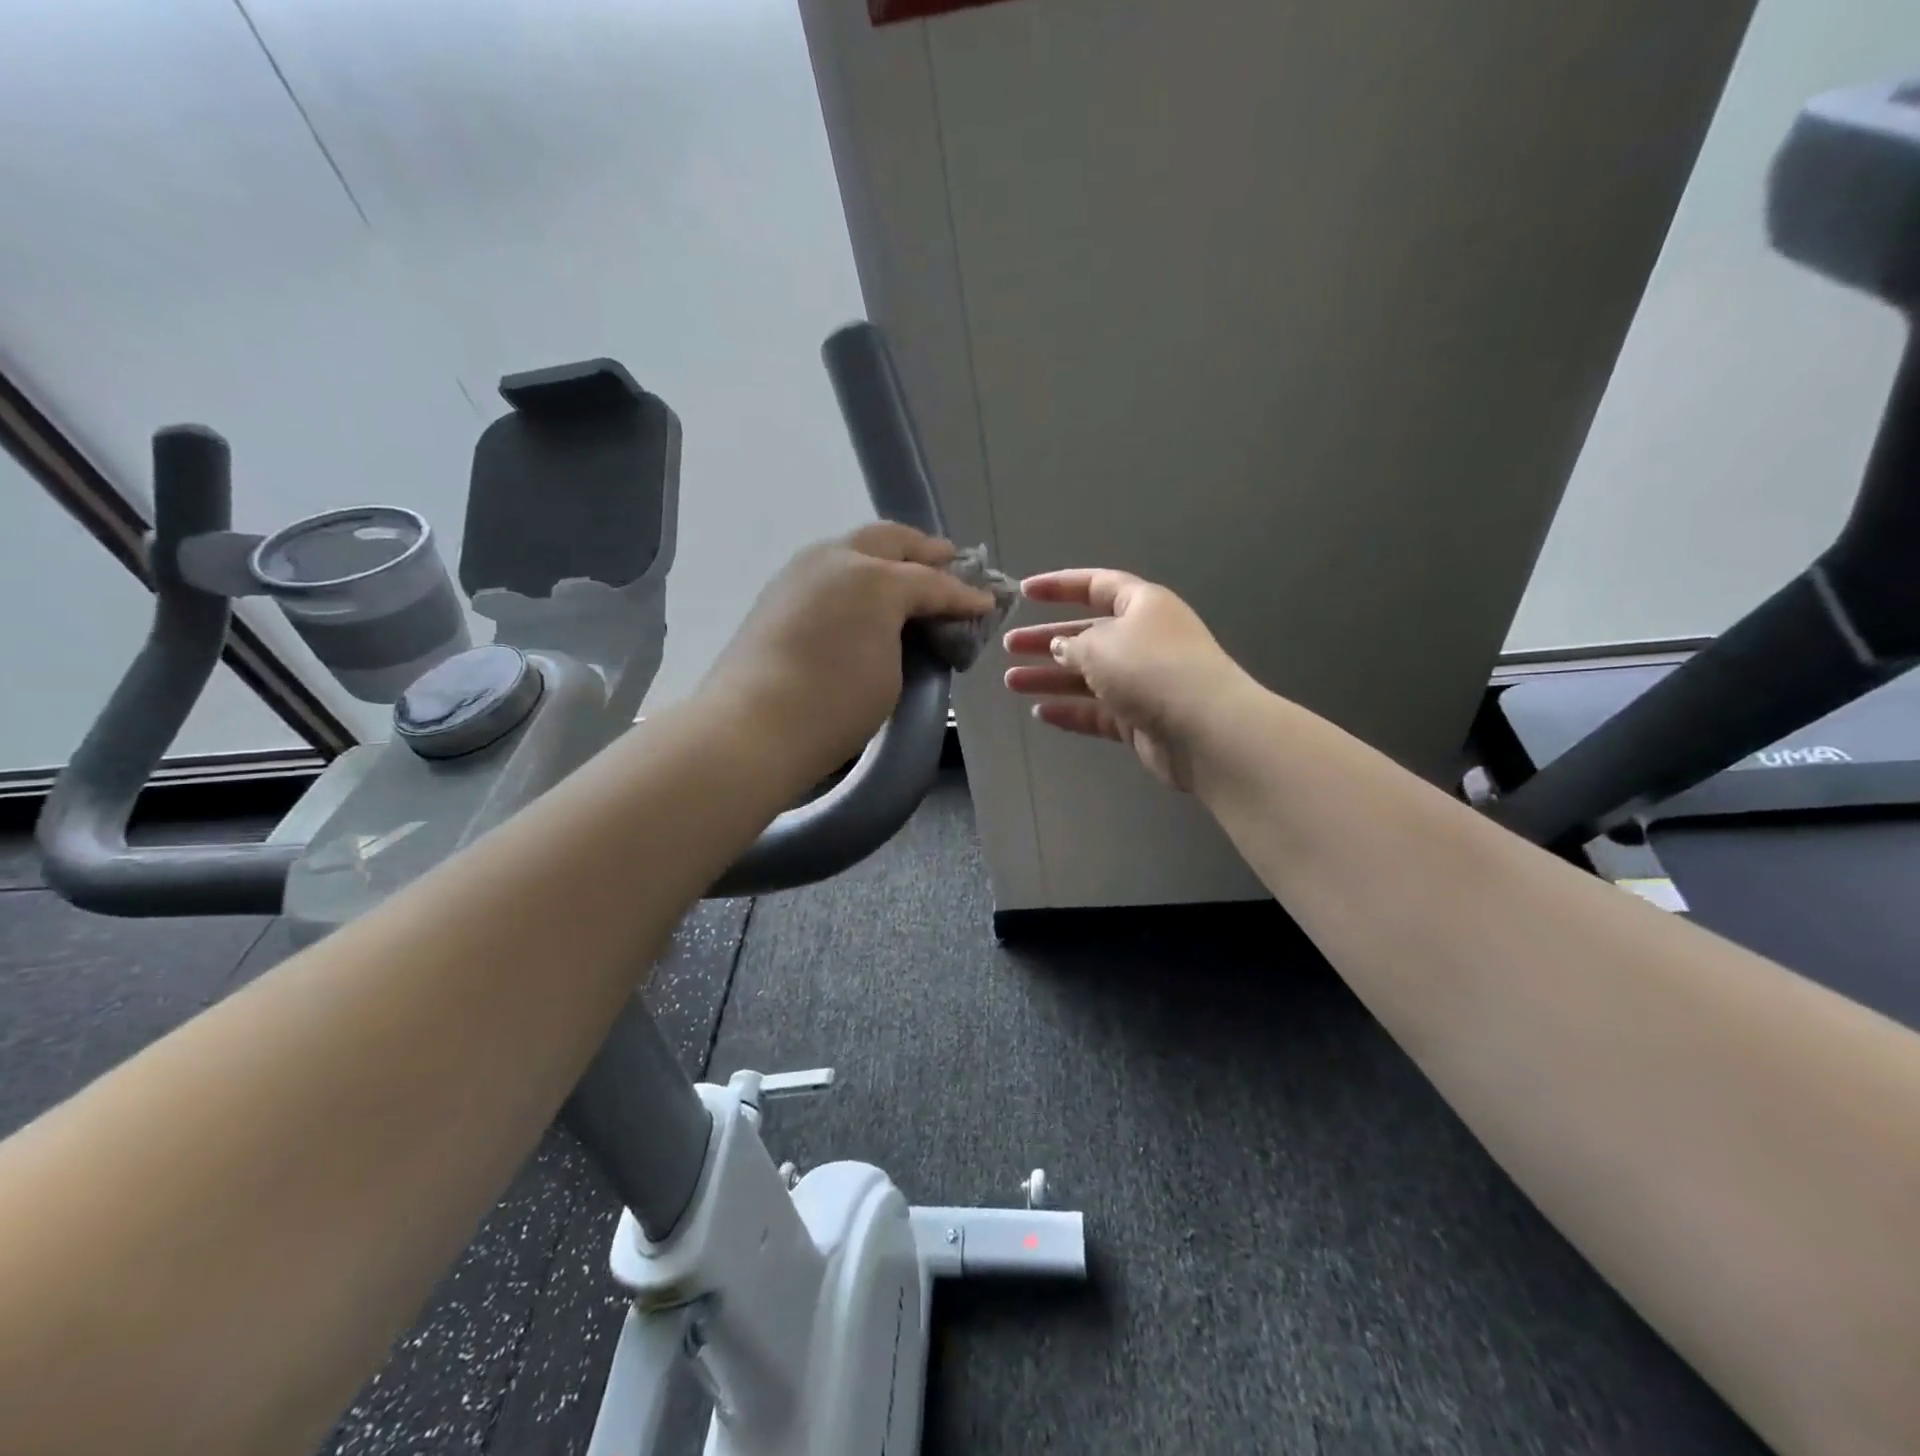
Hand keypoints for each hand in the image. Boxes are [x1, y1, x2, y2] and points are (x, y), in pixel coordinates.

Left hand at [701, 523, 995, 782]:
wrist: (751, 727)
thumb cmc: (835, 706)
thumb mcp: (892, 675)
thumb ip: (908, 639)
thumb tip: (909, 627)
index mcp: (875, 579)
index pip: (932, 582)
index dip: (963, 594)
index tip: (986, 603)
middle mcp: (837, 559)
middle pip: (892, 540)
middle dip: (926, 550)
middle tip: (951, 562)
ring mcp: (801, 571)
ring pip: (855, 546)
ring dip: (887, 555)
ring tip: (908, 574)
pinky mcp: (778, 591)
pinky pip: (829, 567)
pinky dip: (856, 572)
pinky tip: (864, 593)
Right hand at [1003, 569, 1251, 790]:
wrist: (1203, 729)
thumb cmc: (1149, 669)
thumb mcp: (1100, 645)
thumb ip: (1072, 644)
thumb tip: (1061, 647)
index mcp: (1142, 606)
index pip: (1096, 585)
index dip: (1060, 586)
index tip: (1025, 592)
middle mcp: (1144, 639)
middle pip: (1087, 634)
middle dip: (1047, 639)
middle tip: (1009, 645)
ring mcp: (1143, 682)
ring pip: (1088, 675)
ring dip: (1050, 677)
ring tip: (1011, 682)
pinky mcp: (1141, 719)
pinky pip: (1098, 710)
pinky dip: (1070, 710)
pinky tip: (1040, 712)